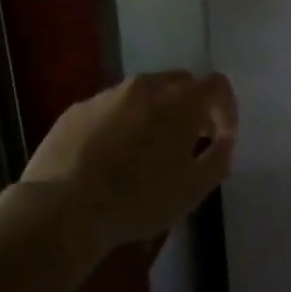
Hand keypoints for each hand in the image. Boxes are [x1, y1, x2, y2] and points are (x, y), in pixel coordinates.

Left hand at [21, 71, 236, 251]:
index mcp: (180, 102)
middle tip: (190, 142)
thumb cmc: (139, 199)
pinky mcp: (76, 111)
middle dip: (192, 108)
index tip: (222, 139)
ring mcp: (106, 96)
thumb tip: (224, 142)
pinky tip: (113, 158)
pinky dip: (122, 124)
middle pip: (180, 83)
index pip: (217, 85)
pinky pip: (111, 109)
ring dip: (156, 115)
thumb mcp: (194, 189)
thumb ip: (219, 159)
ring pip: (143, 94)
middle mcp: (144, 87)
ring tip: (149, 153)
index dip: (227, 110)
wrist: (63, 208)